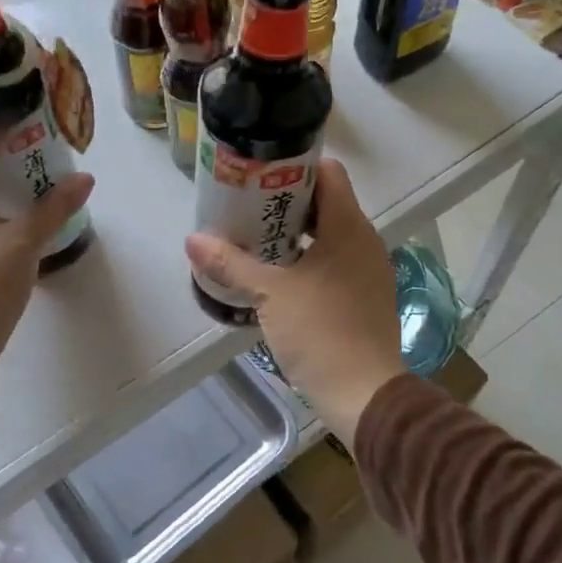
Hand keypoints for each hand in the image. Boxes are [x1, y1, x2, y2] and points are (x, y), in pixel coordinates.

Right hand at [185, 158, 402, 439]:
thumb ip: (231, 263)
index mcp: (349, 227)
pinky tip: (279, 276)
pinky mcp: (366, 296)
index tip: (259, 174)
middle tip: (247, 206)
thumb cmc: (320, 332)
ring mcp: (369, 270)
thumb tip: (193, 240)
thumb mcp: (270, 294)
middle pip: (327, 202)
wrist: (364, 395)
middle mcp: (365, 241)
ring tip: (256, 239)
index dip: (294, 167)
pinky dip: (309, 259)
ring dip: (296, 233)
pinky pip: (336, 261)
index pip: (329, 172)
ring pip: (330, 235)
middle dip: (286, 202)